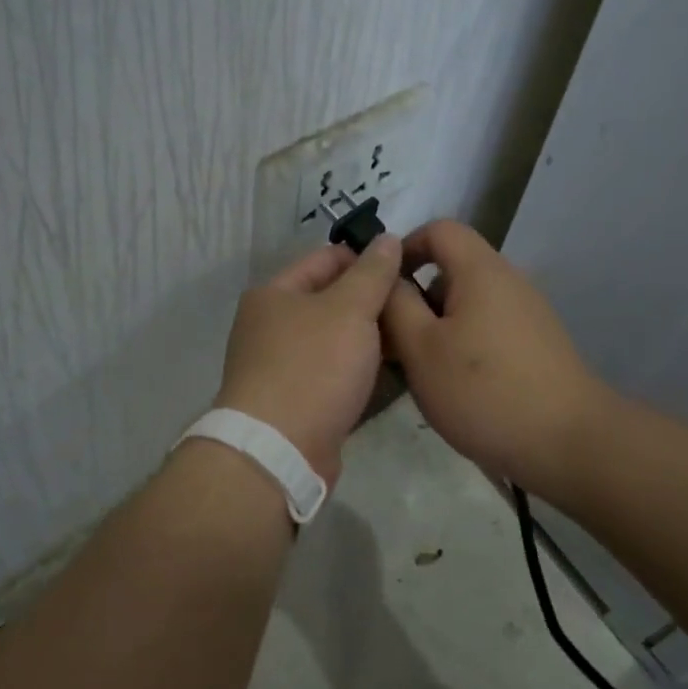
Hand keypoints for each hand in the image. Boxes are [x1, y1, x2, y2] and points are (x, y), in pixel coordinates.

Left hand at [213, 236, 402, 485]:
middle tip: (417, 305)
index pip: (326, 259)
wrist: (279, 450)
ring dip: (369, 339)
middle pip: (330, 301)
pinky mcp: (296, 402)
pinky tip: (393, 372)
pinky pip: (334, 374)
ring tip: (413, 336)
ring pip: (335, 340)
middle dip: (371, 301)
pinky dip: (359, 370)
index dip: (366, 259)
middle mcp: (271, 326)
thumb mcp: (350, 310)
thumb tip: (388, 238)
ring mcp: (281, 367)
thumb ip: (373, 273)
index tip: (408, 268)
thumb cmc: (313, 367)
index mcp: (274, 294)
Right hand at [380, 220, 608, 494]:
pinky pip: (487, 329)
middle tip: (392, 342)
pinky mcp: (536, 346)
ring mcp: (527, 315)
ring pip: (468, 305)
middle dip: (416, 299)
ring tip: (419, 371)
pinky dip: (462, 346)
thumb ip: (396, 305)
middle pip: (452, 270)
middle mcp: (509, 282)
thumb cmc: (483, 391)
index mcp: (481, 271)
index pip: (439, 229)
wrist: (567, 443)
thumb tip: (387, 276)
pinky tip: (454, 388)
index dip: (404, 249)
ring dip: (436, 328)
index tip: (381, 289)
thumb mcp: (421, 348)